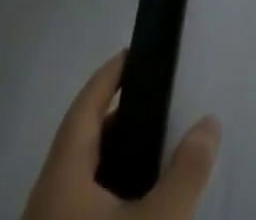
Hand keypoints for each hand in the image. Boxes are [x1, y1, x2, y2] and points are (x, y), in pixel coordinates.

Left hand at [24, 53, 221, 219]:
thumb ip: (186, 172)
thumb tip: (208, 122)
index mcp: (61, 178)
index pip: (84, 108)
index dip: (109, 76)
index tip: (137, 51)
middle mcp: (47, 202)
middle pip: (83, 143)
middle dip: (123, 119)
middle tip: (165, 100)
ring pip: (83, 183)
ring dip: (119, 161)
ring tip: (162, 150)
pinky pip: (84, 212)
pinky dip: (113, 196)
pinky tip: (142, 206)